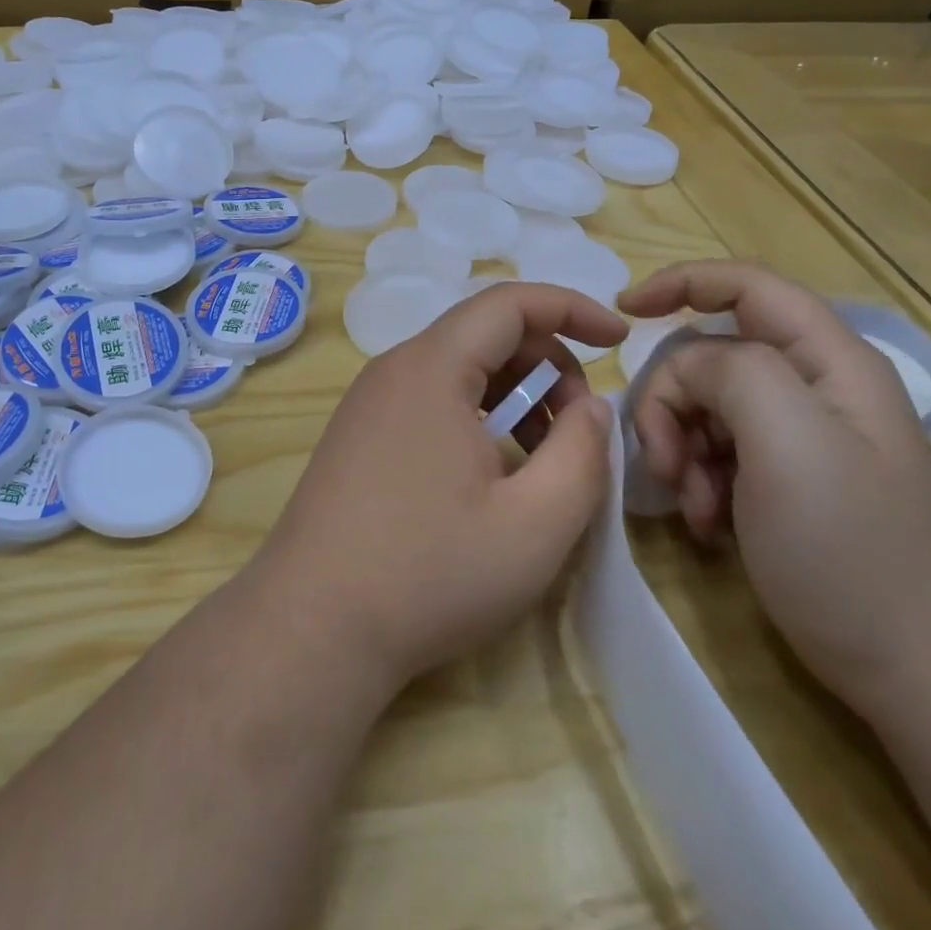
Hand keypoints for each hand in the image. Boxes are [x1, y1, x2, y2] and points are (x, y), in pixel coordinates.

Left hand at [255, 283, 627, 691]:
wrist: (312, 627)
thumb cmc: (429, 574)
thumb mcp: (534, 525)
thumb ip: (581, 454)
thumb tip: (591, 406)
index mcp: (431, 368)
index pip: (509, 302)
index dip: (571, 309)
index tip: (618, 339)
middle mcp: (393, 369)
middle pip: (484, 334)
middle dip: (547, 364)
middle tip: (579, 427)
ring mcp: (368, 402)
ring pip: (457, 369)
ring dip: (514, 395)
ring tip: (542, 457)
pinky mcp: (358, 435)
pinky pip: (429, 399)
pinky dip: (476, 415)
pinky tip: (492, 473)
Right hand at [619, 260, 930, 716]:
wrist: (916, 668)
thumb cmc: (850, 546)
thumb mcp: (788, 441)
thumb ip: (730, 374)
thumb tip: (688, 372)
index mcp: (827, 361)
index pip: (746, 285)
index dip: (681, 282)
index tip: (624, 314)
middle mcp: (811, 387)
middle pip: (709, 355)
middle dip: (671, 400)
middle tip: (663, 461)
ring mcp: (795, 436)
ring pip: (702, 405)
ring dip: (679, 448)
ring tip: (692, 505)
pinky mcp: (779, 478)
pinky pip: (712, 450)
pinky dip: (695, 479)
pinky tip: (706, 522)